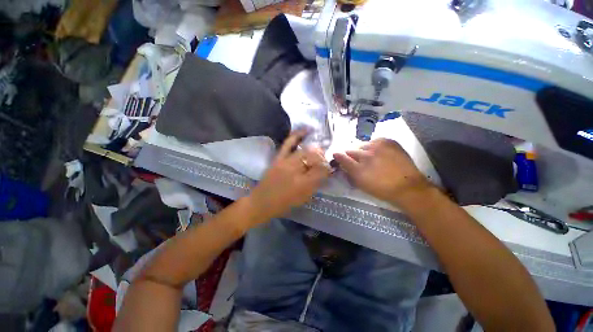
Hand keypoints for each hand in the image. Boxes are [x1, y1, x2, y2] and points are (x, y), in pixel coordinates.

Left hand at [248, 130, 331, 221]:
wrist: (262, 202)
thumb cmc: (284, 204)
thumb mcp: (303, 198)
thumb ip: (315, 185)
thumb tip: (324, 173)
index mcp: (303, 184)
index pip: (322, 170)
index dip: (328, 168)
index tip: (330, 168)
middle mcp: (296, 170)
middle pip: (314, 157)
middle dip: (322, 157)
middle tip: (324, 159)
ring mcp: (286, 162)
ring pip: (305, 150)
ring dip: (314, 149)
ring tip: (318, 149)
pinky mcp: (278, 158)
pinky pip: (288, 143)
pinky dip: (297, 135)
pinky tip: (306, 130)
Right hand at [333, 138, 431, 205]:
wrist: (407, 186)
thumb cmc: (381, 189)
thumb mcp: (361, 185)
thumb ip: (348, 173)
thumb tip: (341, 165)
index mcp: (358, 169)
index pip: (341, 157)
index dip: (338, 157)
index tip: (337, 157)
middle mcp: (366, 155)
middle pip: (351, 150)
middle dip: (351, 156)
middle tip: (358, 162)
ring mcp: (378, 146)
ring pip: (362, 145)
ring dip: (363, 151)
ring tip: (371, 158)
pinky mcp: (388, 141)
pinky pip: (374, 141)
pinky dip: (374, 147)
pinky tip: (379, 153)